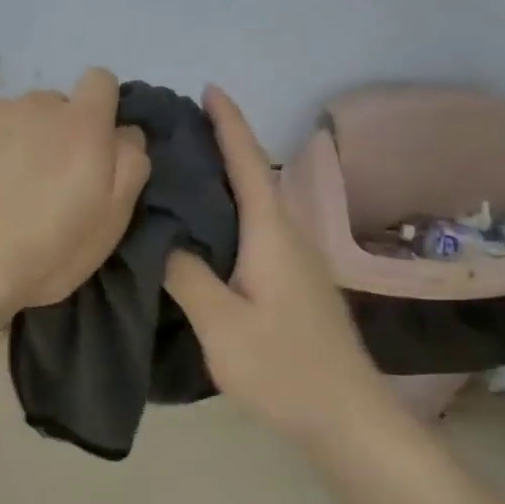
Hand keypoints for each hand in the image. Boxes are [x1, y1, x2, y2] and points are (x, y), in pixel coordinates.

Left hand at [0, 69, 151, 327]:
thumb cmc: (42, 254)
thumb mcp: (110, 222)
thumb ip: (129, 164)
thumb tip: (124, 132)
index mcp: (81, 125)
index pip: (100, 82)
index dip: (97, 110)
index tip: (87, 147)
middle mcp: (33, 105)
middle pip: (50, 106)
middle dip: (49, 135)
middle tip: (36, 184)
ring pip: (6, 117)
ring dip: (7, 142)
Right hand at [165, 87, 393, 442]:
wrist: (345, 416)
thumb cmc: (284, 367)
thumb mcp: (222, 323)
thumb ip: (186, 275)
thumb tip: (160, 236)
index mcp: (271, 234)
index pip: (247, 164)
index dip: (229, 124)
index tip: (208, 88)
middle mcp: (287, 235)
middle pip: (251, 176)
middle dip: (220, 144)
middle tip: (172, 129)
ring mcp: (293, 260)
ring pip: (253, 203)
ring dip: (223, 178)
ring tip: (178, 170)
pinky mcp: (290, 281)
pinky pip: (254, 228)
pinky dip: (226, 211)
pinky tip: (201, 227)